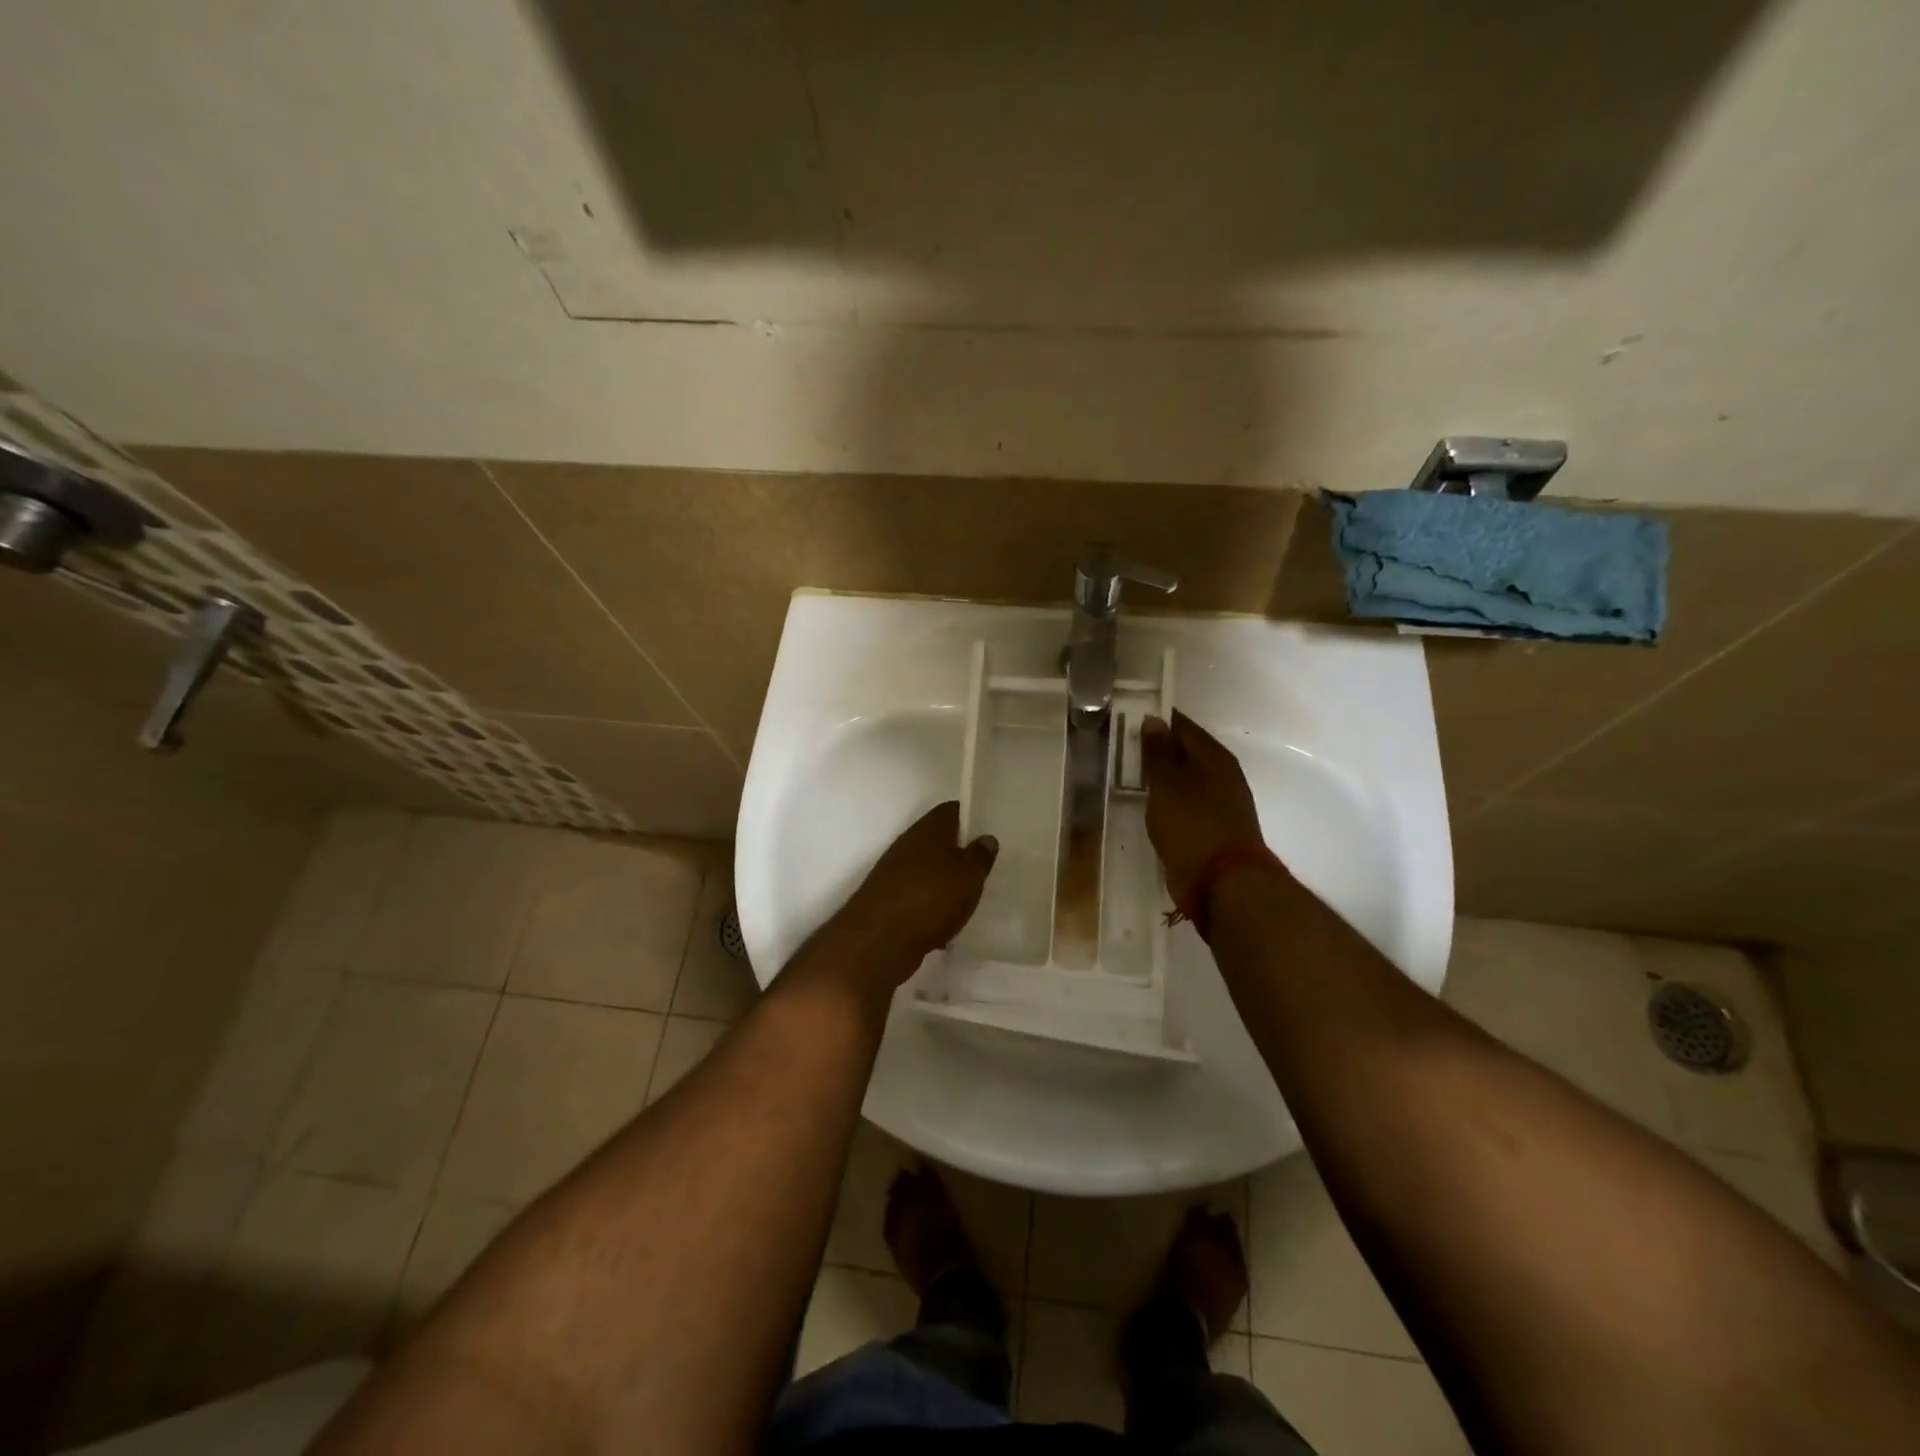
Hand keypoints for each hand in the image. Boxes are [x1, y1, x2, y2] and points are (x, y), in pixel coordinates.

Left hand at [831, 801, 997, 987]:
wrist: (880, 938)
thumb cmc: (932, 896)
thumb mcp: (969, 874)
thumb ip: (980, 855)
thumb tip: (986, 838)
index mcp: (929, 828)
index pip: (952, 810)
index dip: (971, 818)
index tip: (989, 833)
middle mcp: (908, 844)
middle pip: (939, 841)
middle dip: (959, 855)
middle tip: (984, 870)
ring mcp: (894, 872)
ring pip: (928, 871)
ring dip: (945, 884)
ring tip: (968, 901)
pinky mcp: (888, 900)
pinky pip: (917, 898)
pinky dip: (930, 909)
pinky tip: (944, 928)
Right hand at [1140, 711, 1265, 907]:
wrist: (1224, 883)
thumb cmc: (1192, 825)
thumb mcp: (1167, 785)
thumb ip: (1158, 752)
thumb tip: (1153, 719)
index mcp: (1215, 757)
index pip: (1183, 726)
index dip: (1157, 721)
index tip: (1128, 718)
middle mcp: (1222, 775)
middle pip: (1186, 752)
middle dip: (1158, 748)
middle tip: (1124, 747)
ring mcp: (1221, 803)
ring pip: (1186, 779)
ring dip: (1163, 777)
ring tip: (1132, 775)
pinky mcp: (1214, 829)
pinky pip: (1187, 803)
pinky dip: (1169, 800)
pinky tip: (1152, 805)